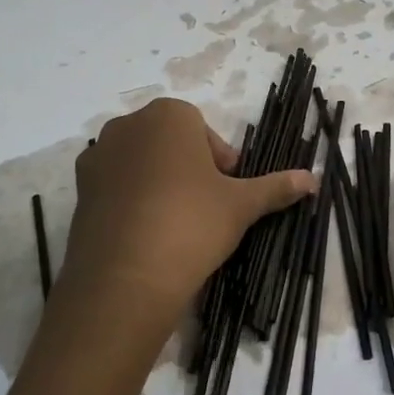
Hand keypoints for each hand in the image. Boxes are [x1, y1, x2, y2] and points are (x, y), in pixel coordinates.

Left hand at [57, 98, 314, 357]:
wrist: (125, 278)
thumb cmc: (192, 223)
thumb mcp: (242, 205)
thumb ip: (276, 186)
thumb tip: (314, 179)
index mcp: (169, 116)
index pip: (201, 128)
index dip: (219, 160)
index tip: (227, 190)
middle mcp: (128, 126)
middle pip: (169, 141)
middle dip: (189, 167)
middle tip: (206, 206)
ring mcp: (98, 157)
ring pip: (140, 162)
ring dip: (159, 182)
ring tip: (175, 223)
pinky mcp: (79, 190)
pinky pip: (114, 186)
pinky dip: (131, 201)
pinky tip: (146, 234)